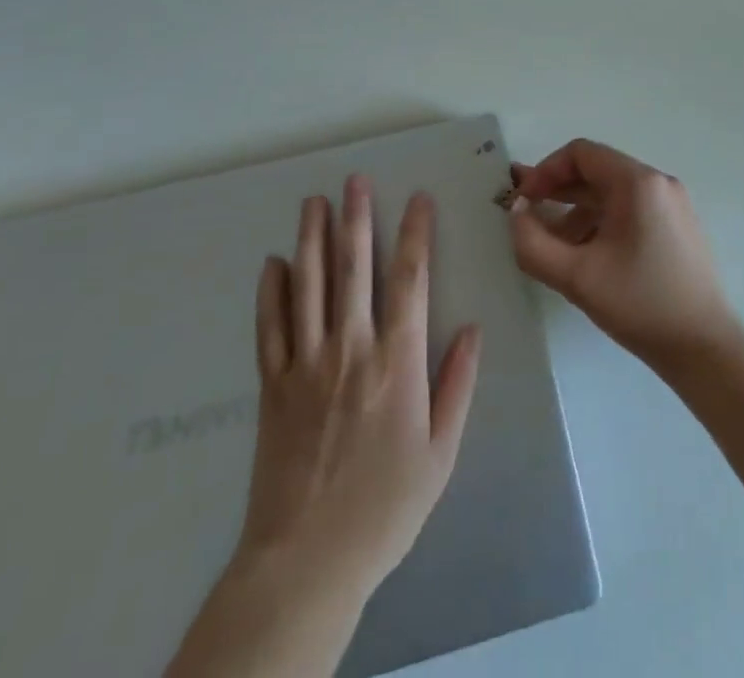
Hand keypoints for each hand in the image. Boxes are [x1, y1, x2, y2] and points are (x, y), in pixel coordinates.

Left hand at [234, 177, 480, 596]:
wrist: (306, 563)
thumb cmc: (385, 508)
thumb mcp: (440, 453)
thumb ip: (457, 385)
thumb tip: (473, 328)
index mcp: (397, 362)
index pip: (410, 280)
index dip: (416, 234)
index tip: (419, 200)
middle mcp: (350, 349)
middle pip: (354, 269)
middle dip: (357, 219)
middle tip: (356, 180)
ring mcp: (306, 364)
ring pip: (309, 286)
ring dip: (312, 239)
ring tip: (314, 202)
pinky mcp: (272, 386)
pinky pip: (270, 327)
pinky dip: (271, 292)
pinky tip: (273, 263)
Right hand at [508, 139, 739, 375]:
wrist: (705, 348)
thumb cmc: (640, 305)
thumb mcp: (576, 276)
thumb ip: (533, 242)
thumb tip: (516, 213)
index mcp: (638, 182)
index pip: (581, 153)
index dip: (545, 171)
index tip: (523, 201)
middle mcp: (658, 182)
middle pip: (597, 170)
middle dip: (558, 191)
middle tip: (528, 217)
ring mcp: (671, 203)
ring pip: (612, 193)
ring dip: (577, 211)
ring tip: (553, 246)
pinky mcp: (677, 226)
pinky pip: (629, 210)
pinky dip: (601, 222)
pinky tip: (585, 256)